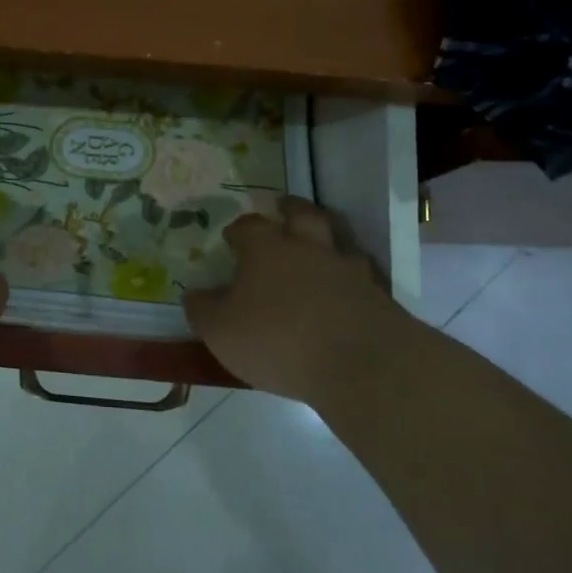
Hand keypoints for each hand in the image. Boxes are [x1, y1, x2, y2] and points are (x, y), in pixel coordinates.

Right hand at [184, 197, 421, 402]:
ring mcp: (347, 270)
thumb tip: (194, 294)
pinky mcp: (377, 295)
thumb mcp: (221, 331)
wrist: (359, 363)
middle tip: (284, 209)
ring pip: (338, 241)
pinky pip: (362, 276)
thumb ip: (204, 310)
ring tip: (319, 249)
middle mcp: (308, 249)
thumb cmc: (277, 340)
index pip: (249, 226)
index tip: (232, 236)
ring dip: (327, 240)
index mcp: (266, 251)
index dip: (239, 228)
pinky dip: (351, 278)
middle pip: (302, 215)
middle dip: (291, 209)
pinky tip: (346, 290)